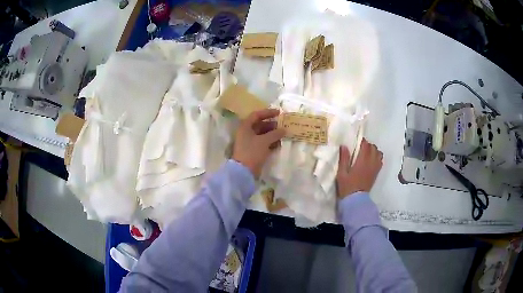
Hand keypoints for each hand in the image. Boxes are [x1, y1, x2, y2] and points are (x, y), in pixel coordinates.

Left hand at [232, 109, 285, 177]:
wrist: (244, 171)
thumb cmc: (252, 152)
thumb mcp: (264, 141)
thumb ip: (275, 134)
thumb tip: (284, 130)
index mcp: (245, 127)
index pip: (256, 115)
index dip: (268, 112)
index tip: (279, 113)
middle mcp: (246, 133)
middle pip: (260, 125)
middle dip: (272, 125)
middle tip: (283, 125)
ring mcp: (249, 142)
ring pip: (262, 134)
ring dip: (272, 134)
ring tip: (283, 134)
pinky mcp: (253, 151)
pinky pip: (263, 143)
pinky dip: (270, 142)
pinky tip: (279, 143)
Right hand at [336, 139, 382, 197]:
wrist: (355, 199)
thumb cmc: (347, 186)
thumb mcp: (342, 173)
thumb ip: (344, 159)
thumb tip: (344, 146)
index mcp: (362, 161)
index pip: (365, 145)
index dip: (362, 141)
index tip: (357, 142)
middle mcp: (371, 162)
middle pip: (373, 147)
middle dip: (368, 145)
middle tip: (360, 148)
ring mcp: (375, 168)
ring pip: (378, 153)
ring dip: (373, 151)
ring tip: (367, 154)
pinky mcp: (376, 173)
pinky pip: (380, 161)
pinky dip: (377, 157)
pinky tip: (371, 161)